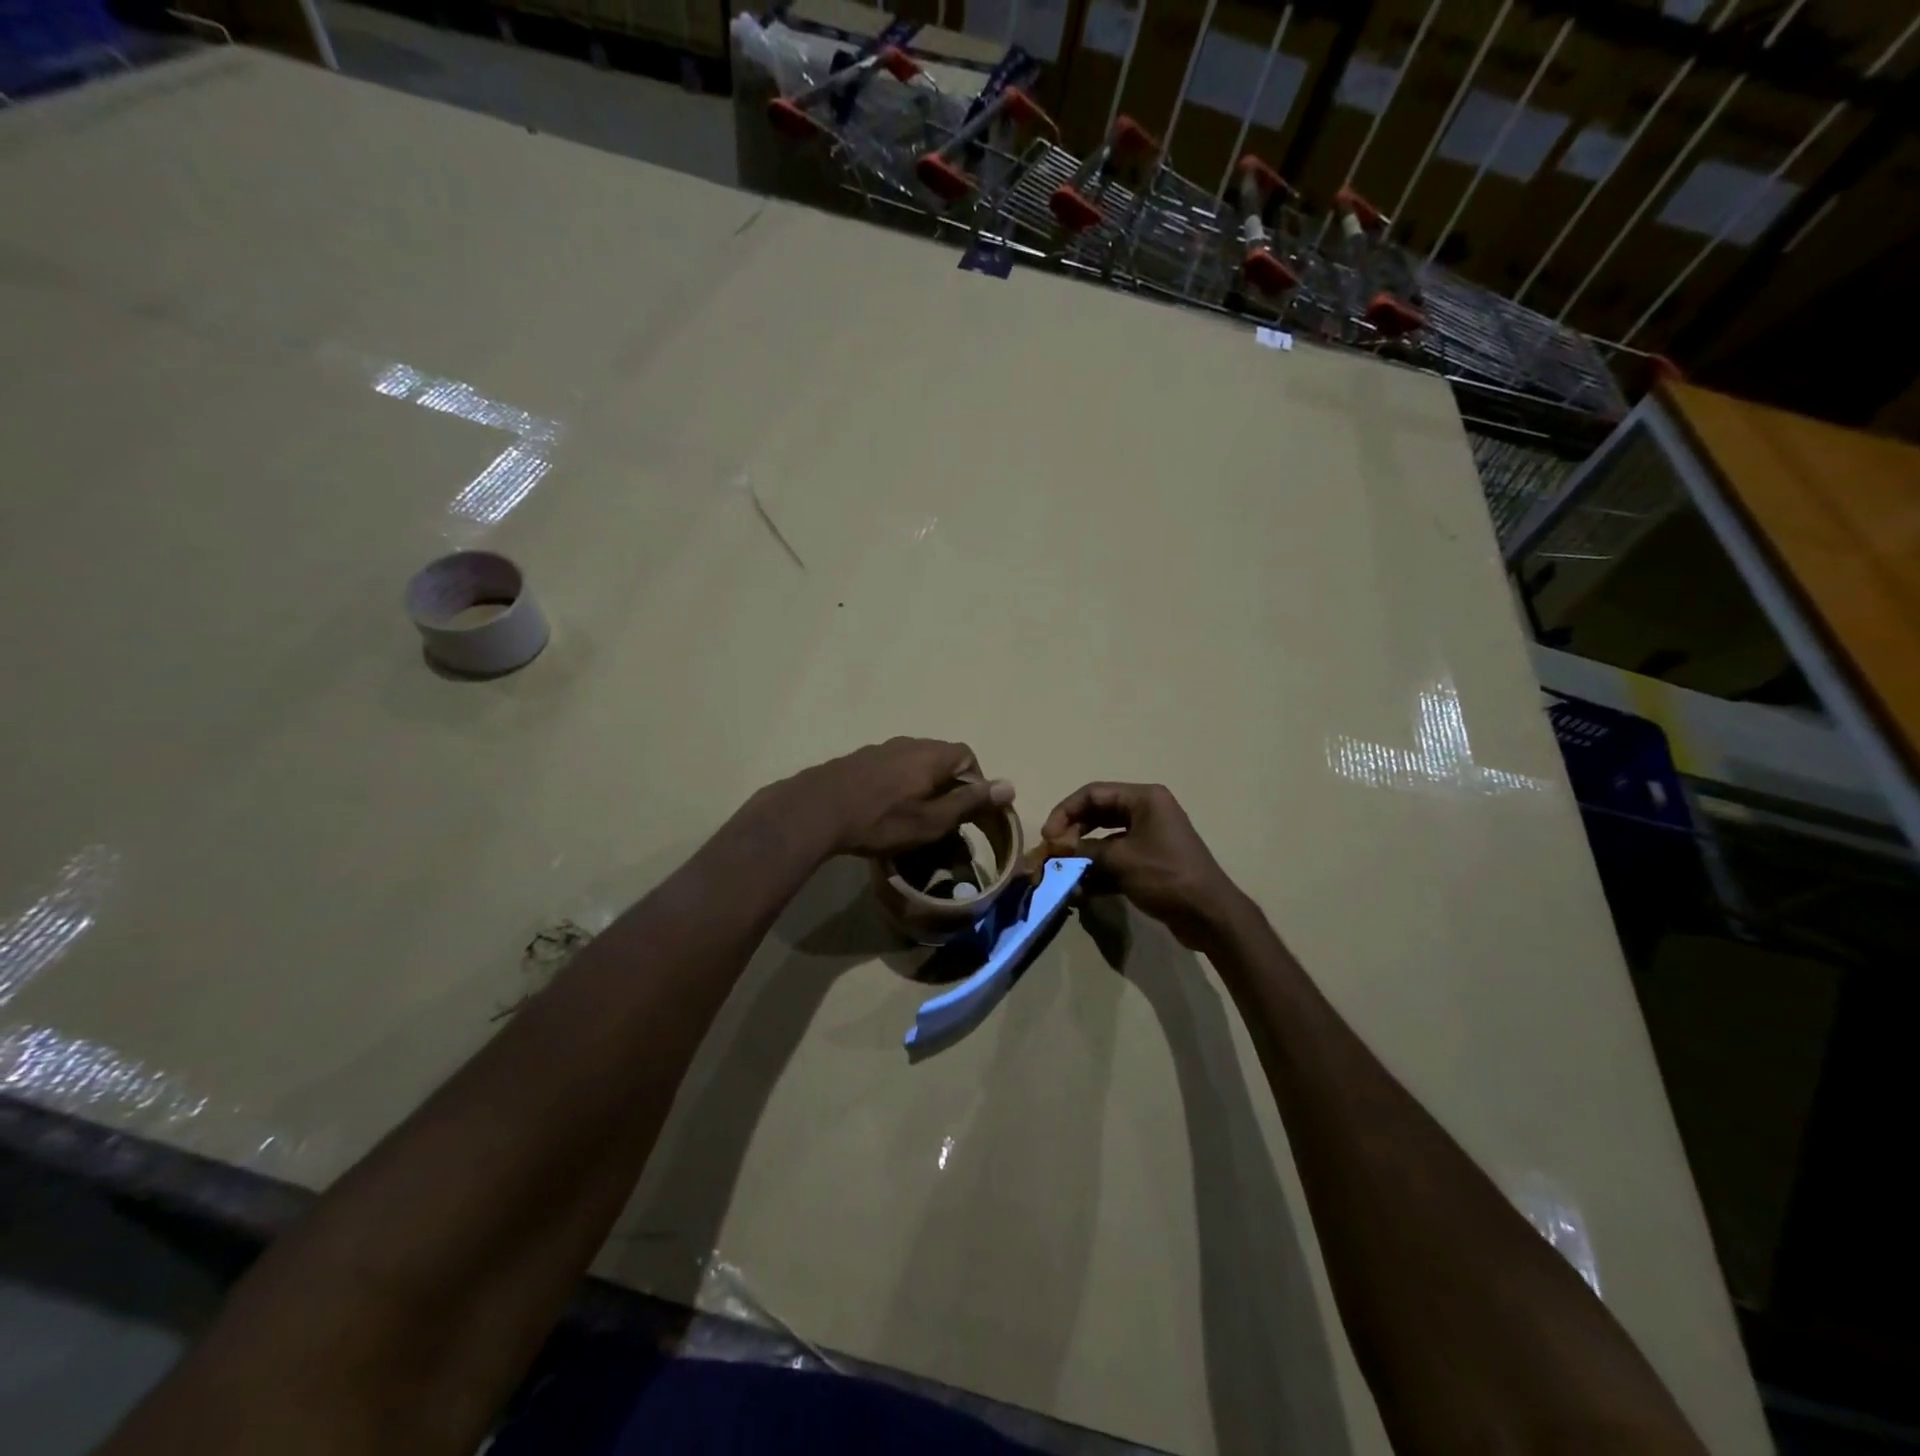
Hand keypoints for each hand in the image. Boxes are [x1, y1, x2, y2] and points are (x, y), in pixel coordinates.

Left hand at [775, 738, 1015, 858]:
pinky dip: (895, 786)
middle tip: (940, 817)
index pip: (967, 756)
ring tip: (911, 816)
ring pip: (912, 763)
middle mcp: (908, 743)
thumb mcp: (933, 819)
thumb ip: (970, 801)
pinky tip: (882, 809)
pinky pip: (889, 769)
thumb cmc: (882, 820)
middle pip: (940, 758)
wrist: (817, 811)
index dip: (974, 782)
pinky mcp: (857, 759)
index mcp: (931, 754)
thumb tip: (1009, 785)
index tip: (967, 811)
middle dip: (946, 785)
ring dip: (919, 785)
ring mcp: (880, 748)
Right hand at [1040, 783, 1244, 948]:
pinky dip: (1098, 871)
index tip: (1048, 837)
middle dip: (1072, 833)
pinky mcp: (1150, 862)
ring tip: (1063, 874)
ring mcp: (1149, 837)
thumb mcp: (1120, 860)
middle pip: (1097, 813)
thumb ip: (1084, 850)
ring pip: (1104, 839)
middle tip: (1054, 854)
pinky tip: (1080, 890)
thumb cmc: (1166, 876)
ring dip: (1083, 855)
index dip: (1065, 812)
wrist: (1209, 915)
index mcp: (1144, 799)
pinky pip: (1116, 859)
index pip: (1093, 793)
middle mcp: (1146, 811)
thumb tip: (1056, 851)